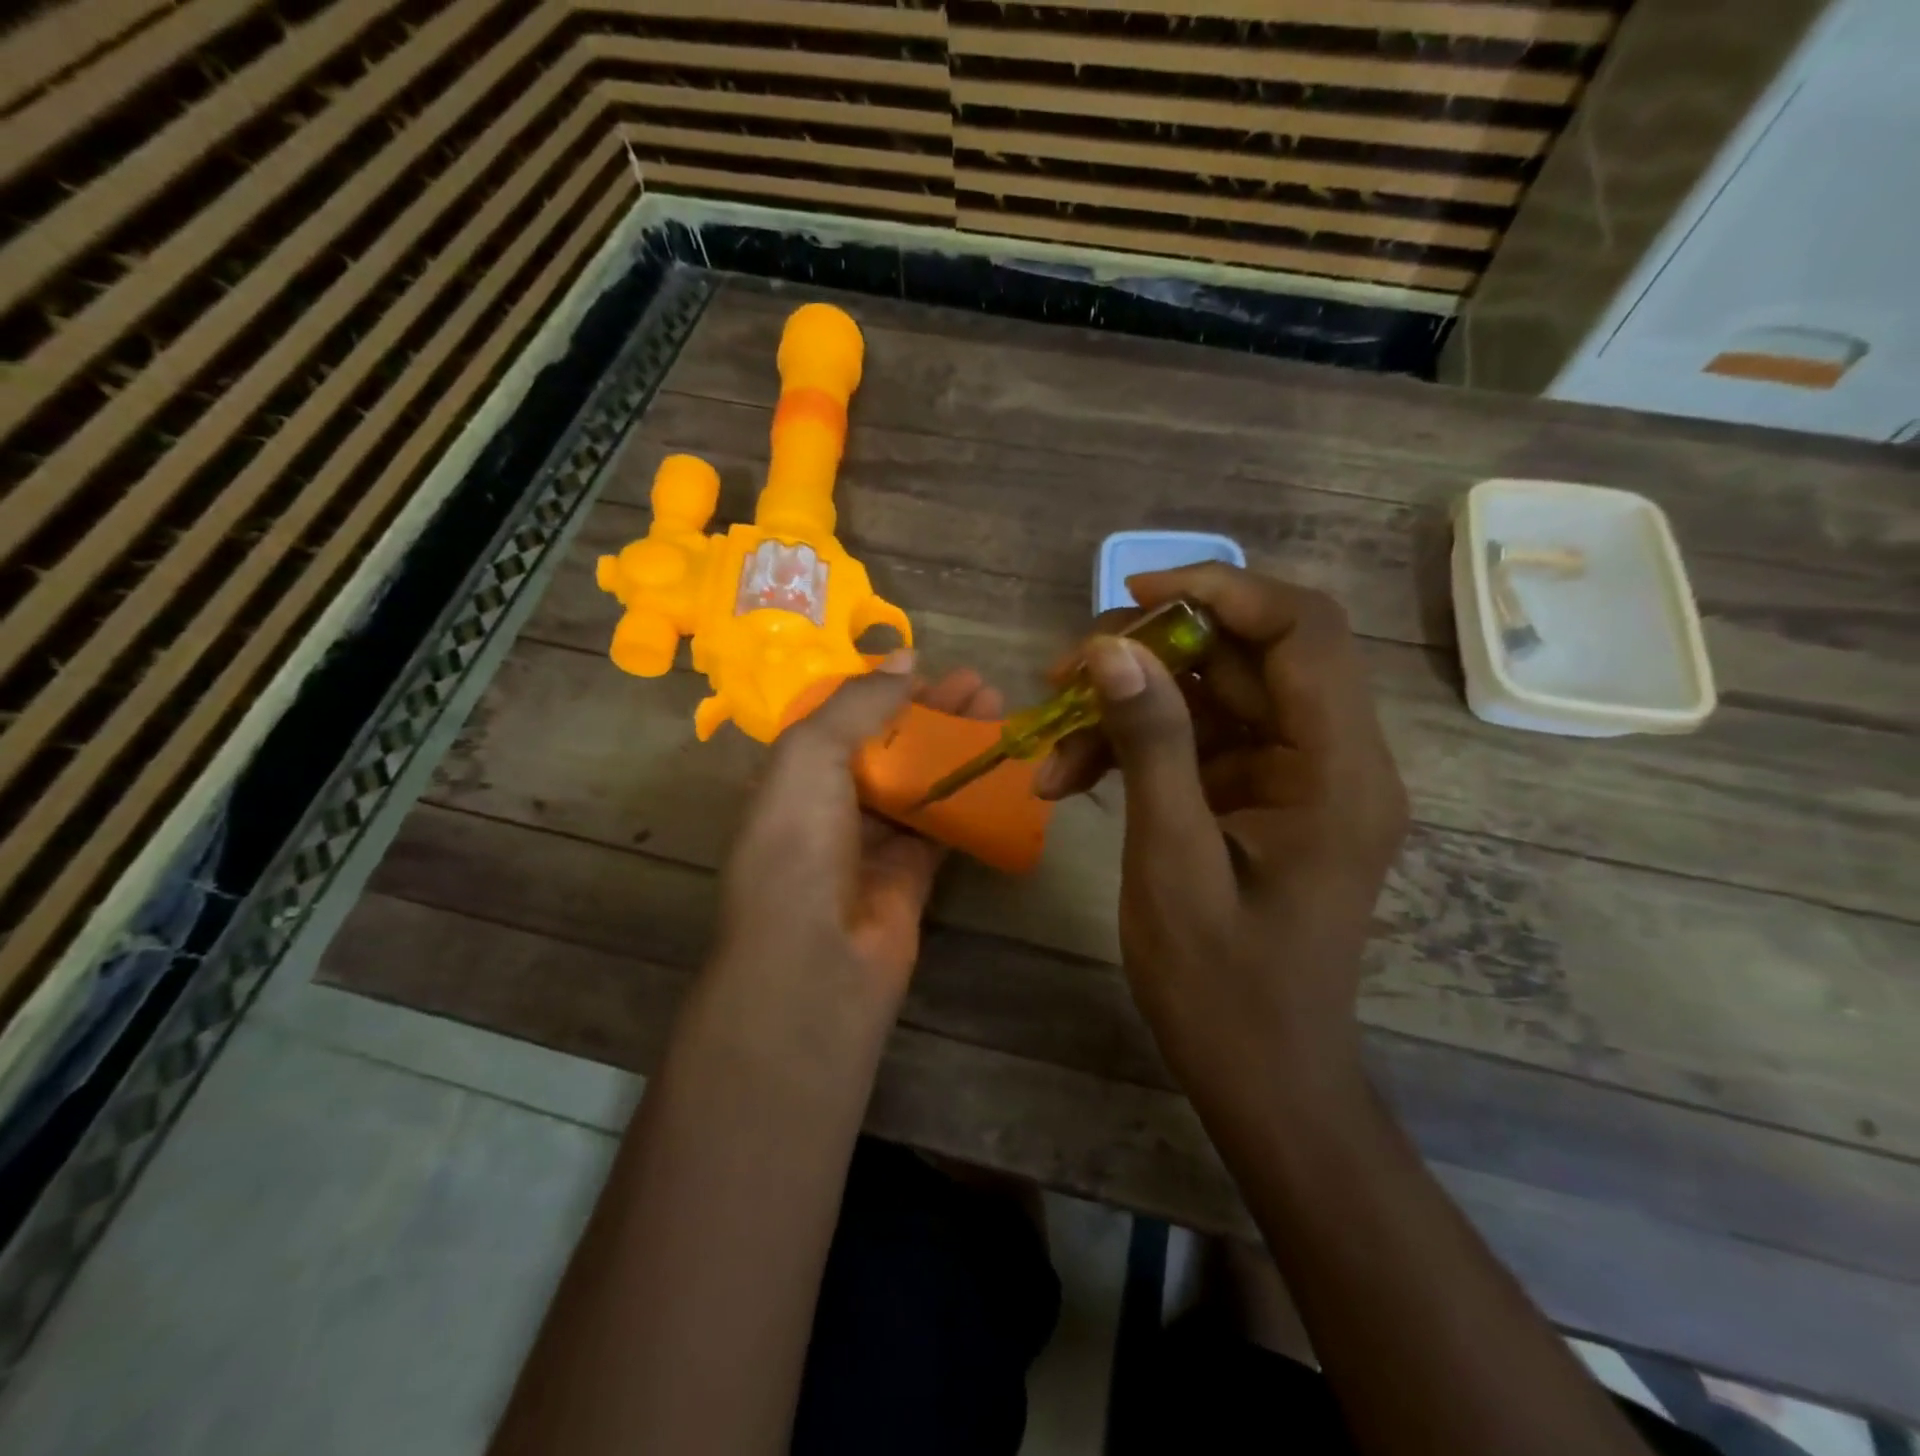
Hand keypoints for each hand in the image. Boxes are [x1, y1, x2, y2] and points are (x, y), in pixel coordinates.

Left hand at [715, 654, 1004, 1010]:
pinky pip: (943, 825)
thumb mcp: (810, 756)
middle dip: (932, 714)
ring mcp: (871, 842)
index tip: (929, 668)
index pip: (842, 720)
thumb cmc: (799, 845)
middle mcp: (829, 806)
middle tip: (980, 685)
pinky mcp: (911, 874)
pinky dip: (969, 796)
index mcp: (793, 775)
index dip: (884, 691)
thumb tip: (904, 656)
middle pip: (888, 747)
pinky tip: (1001, 768)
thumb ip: (858, 704)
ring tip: (998, 712)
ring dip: (956, 748)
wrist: (815, 961)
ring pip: (920, 782)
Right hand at [1034, 565, 1407, 1091]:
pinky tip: (1070, 779)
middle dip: (1149, 654)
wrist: (1264, 1078)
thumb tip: (1110, 650)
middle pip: (1247, 656)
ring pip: (1210, 697)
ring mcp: (1293, 778)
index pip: (1303, 630)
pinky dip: (1134, 748)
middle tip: (1063, 675)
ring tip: (1050, 746)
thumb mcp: (1172, 863)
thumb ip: (1151, 748)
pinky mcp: (1259, 798)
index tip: (1132, 596)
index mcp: (1338, 770)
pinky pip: (1196, 742)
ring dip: (1128, 708)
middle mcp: (1331, 758)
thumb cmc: (1224, 989)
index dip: (1221, 591)